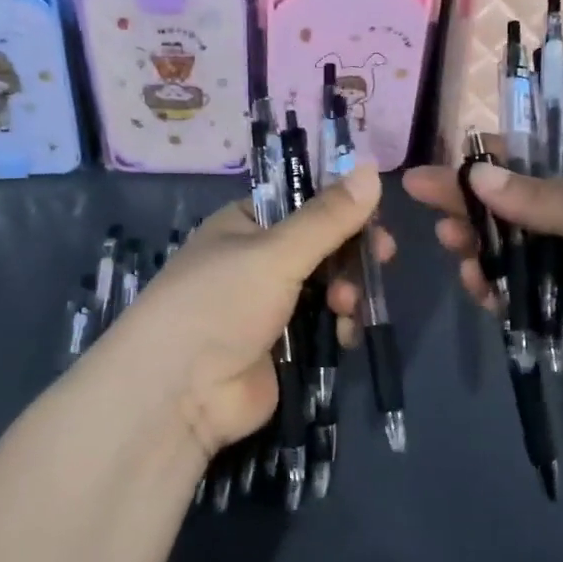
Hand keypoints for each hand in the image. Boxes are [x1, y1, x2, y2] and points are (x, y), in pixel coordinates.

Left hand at [88, 162, 394, 456]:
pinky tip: (344, 334)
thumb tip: (371, 168)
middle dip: (350, 252)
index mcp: (245, 224)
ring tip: (347, 306)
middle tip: (382, 257)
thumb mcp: (275, 253)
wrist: (180, 393)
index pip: (302, 201)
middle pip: (320, 245)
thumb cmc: (221, 304)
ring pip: (327, 285)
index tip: (376, 215)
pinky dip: (339, 324)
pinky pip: (323, 323)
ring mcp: (269, 305)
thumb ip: (327, 217)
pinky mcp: (282, 345)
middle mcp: (256, 260)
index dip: (341, 206)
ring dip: (347, 290)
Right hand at [402, 161, 562, 428]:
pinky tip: (475, 279)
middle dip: (466, 201)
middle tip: (423, 192)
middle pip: (506, 211)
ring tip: (451, 237)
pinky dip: (486, 287)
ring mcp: (557, 279)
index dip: (490, 162)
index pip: (531, 169)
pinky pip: (505, 299)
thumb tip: (476, 175)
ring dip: (471, 242)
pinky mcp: (547, 322)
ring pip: (499, 254)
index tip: (450, 159)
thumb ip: (540, 197)